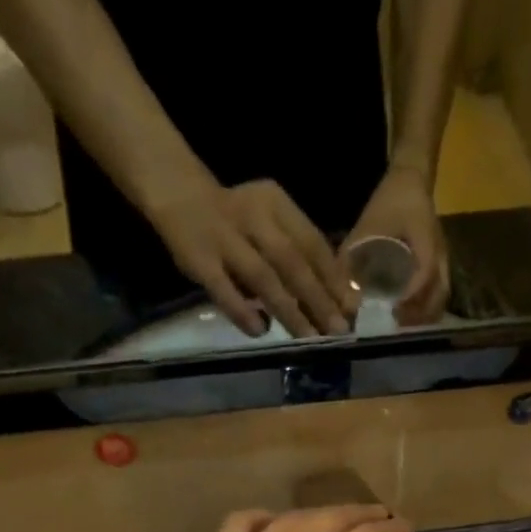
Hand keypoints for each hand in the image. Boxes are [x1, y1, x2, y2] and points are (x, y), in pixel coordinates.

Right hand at [147, 177, 358, 337]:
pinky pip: (223, 289)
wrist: (177, 192)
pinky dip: (243, 312)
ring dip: (289, 310)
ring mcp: (223, 238)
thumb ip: (297, 253)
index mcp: (276, 204)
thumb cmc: (236, 219)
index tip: (353, 308)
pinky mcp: (198, 259)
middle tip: (338, 330)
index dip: (334, 277)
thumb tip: (336, 299)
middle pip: (293, 262)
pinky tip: (260, 331)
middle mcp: (253, 216)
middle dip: (319, 299)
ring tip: (309, 338)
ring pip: (263, 278)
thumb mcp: (270, 222)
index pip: (312, 243)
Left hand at [344, 165, 449, 325]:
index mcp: (425, 239)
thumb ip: (352, 257)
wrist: (411, 181)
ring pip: (440, 297)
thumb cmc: (390, 202)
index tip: (392, 311)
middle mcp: (440, 254)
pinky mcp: (440, 267)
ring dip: (423, 316)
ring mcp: (443, 261)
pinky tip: (408, 318)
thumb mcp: (368, 225)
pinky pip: (438, 294)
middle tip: (394, 328)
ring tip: (400, 328)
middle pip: (437, 294)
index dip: (410, 294)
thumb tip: (340, 293)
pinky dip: (425, 309)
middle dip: (417, 315)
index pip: (424, 272)